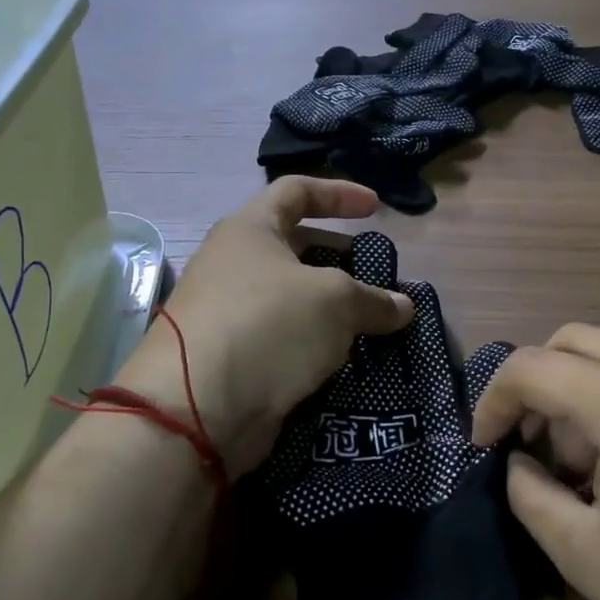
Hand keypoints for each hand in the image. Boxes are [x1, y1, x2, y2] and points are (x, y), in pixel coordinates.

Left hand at [117, 178, 413, 477]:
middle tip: (377, 277)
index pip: (296, 191)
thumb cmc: (267, 326)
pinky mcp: (235, 358)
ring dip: (331, 308)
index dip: (339, 193)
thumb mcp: (334, 301)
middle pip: (294, 247)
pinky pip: (285, 339)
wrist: (196, 408)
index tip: (376, 208)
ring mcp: (230, 313)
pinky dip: (315, 343)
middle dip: (339, 258)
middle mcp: (234, 265)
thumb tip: (403, 307)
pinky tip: (345, 359)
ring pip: (292, 299)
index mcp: (249, 230)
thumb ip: (373, 299)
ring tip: (371, 323)